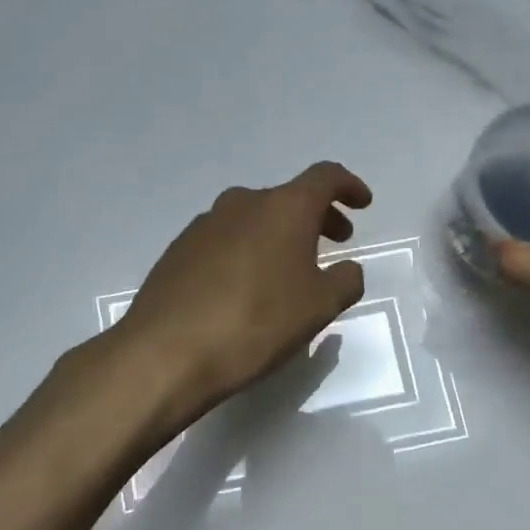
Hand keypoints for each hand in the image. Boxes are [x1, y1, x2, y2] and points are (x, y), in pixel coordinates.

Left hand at [118, 161, 372, 418]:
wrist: (166, 352)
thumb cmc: (256, 323)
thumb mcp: (319, 307)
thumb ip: (346, 280)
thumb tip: (348, 269)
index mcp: (283, 208)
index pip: (325, 177)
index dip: (349, 186)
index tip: (363, 204)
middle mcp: (243, 203)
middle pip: (289, 197)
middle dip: (318, 215)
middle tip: (336, 241)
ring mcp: (205, 224)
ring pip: (255, 217)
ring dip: (281, 233)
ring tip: (292, 268)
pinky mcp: (179, 249)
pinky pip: (227, 238)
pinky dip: (249, 249)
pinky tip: (248, 286)